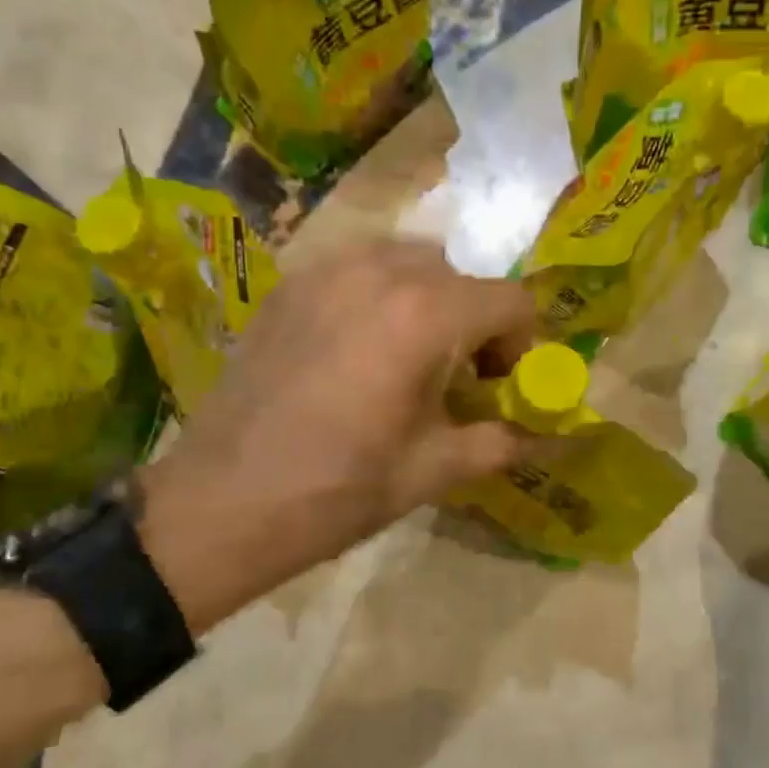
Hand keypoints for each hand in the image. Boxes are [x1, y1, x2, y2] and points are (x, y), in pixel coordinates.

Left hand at [138, 241, 535, 626]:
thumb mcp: (433, 471)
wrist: (220, 505)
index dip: (524, 343)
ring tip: (410, 357)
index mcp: (425, 314)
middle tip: (460, 377)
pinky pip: (358, 269)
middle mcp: (379, 271)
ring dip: (430, 301)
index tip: (503, 386)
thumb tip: (548, 438)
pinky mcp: (289, 285)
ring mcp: (325, 270)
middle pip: (461, 276)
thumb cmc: (337, 492)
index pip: (511, 299)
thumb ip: (502, 441)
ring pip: (409, 262)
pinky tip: (359, 350)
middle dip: (477, 321)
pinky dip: (380, 296)